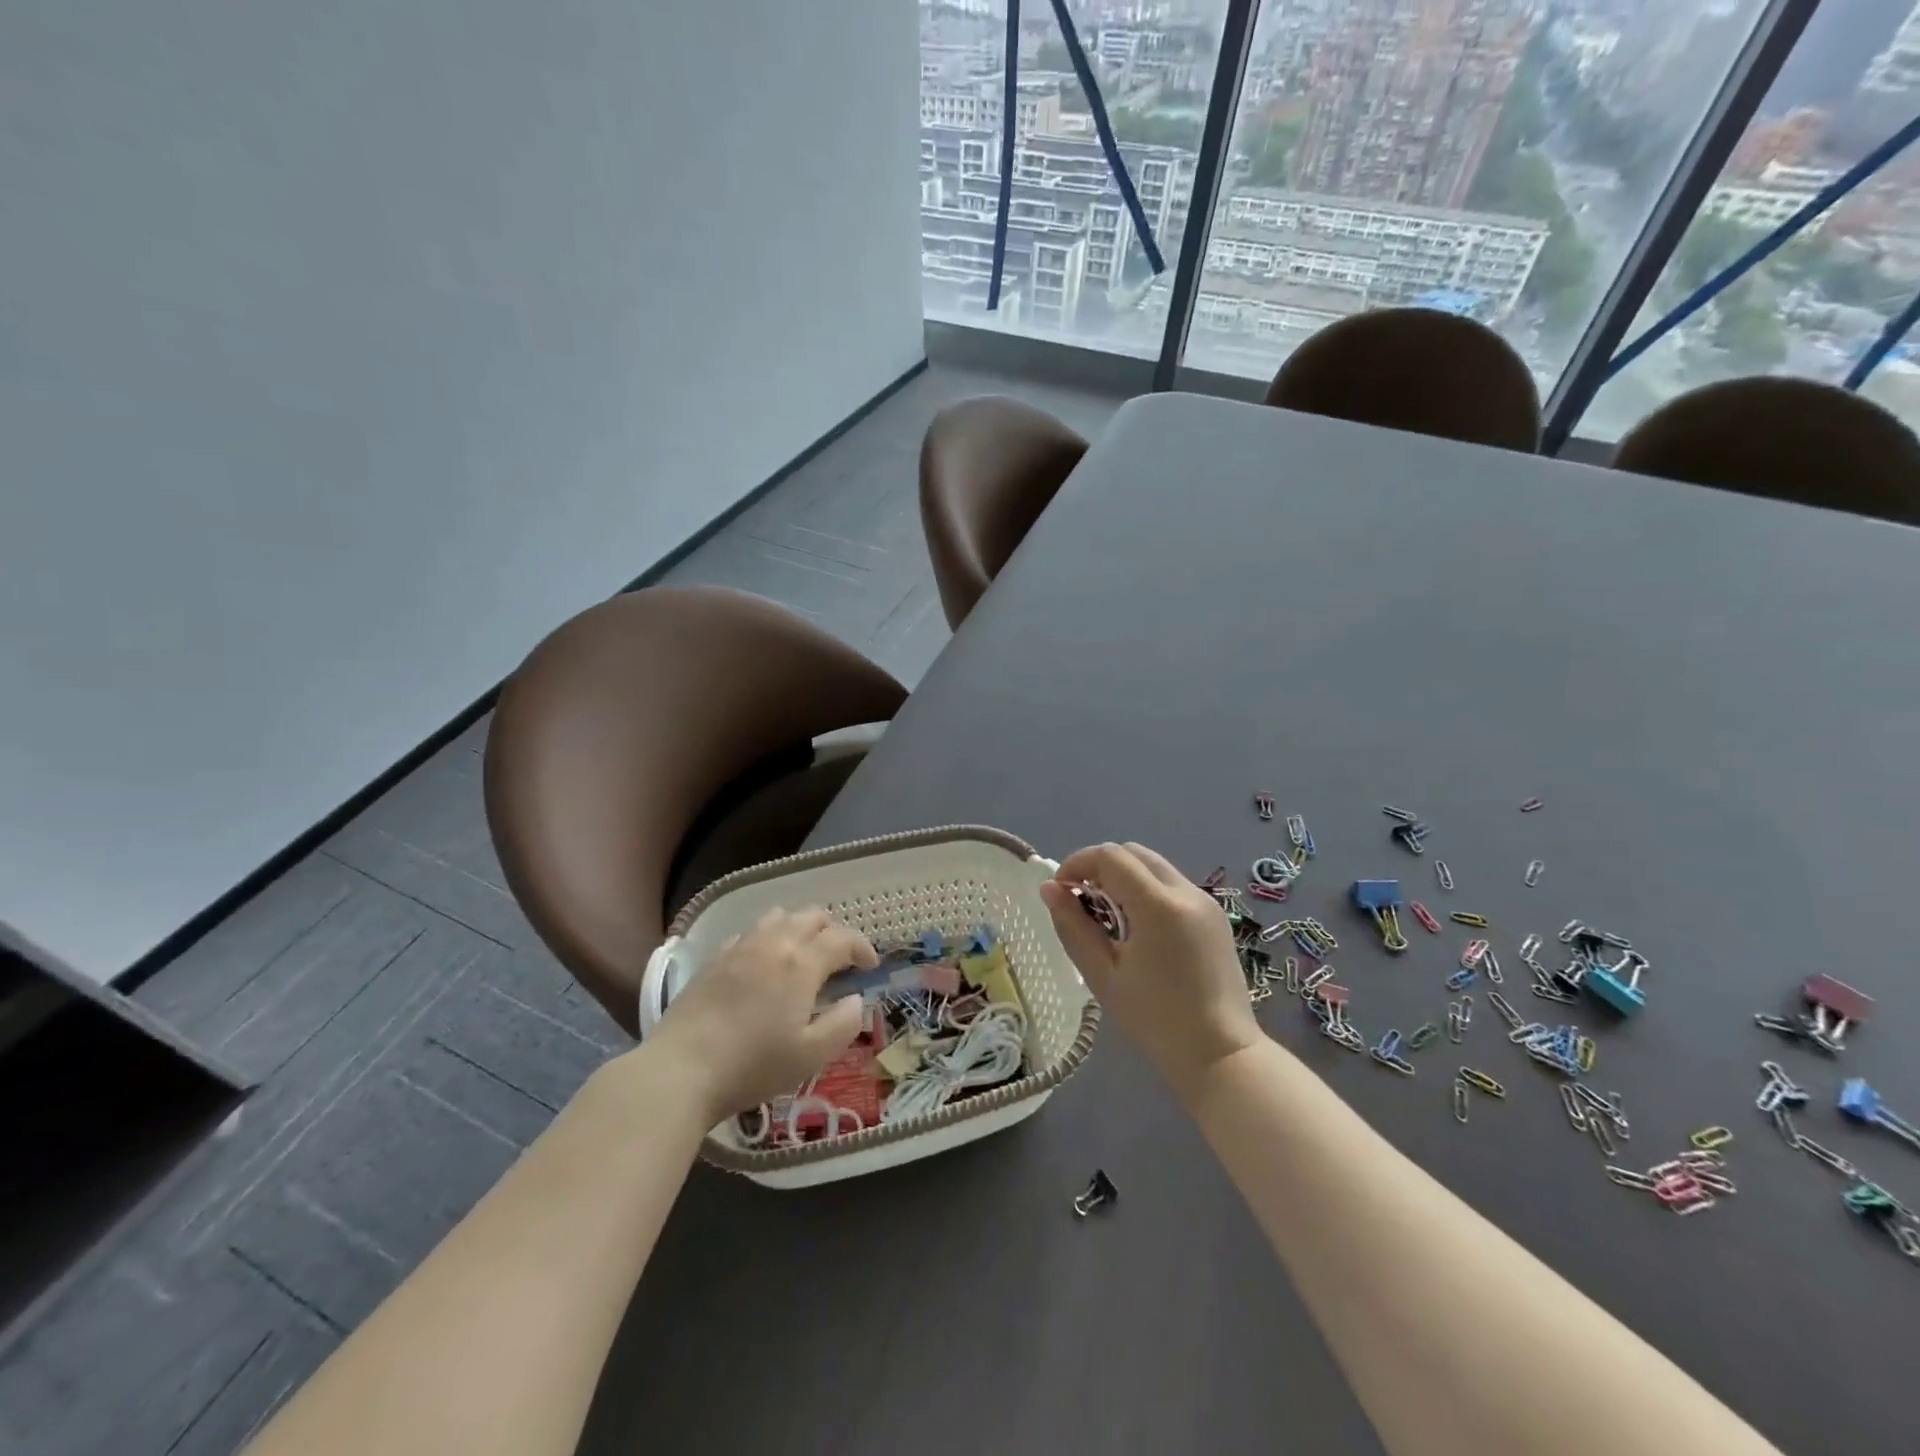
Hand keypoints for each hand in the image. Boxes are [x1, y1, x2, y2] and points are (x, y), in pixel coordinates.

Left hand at [645, 907, 876, 1124]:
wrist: (680, 1070)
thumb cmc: (753, 1065)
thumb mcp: (811, 1056)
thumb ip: (843, 1024)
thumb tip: (856, 1000)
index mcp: (802, 963)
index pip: (843, 938)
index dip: (862, 947)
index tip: (870, 966)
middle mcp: (774, 943)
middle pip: (811, 916)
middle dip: (833, 931)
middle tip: (840, 958)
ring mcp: (740, 947)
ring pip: (779, 917)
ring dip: (799, 927)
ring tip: (802, 954)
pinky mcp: (714, 959)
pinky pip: (750, 932)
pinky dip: (768, 938)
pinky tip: (763, 964)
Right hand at [1039, 842, 1261, 1097]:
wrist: (1222, 1055)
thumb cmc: (1156, 1020)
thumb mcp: (1104, 975)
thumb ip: (1074, 926)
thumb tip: (1049, 889)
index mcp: (1158, 905)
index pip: (1110, 856)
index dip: (1078, 864)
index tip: (1060, 891)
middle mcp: (1186, 892)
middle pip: (1133, 852)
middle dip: (1099, 866)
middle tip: (1080, 901)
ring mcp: (1205, 902)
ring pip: (1154, 866)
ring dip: (1123, 876)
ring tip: (1106, 916)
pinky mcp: (1214, 916)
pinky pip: (1171, 885)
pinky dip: (1145, 889)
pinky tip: (1136, 927)